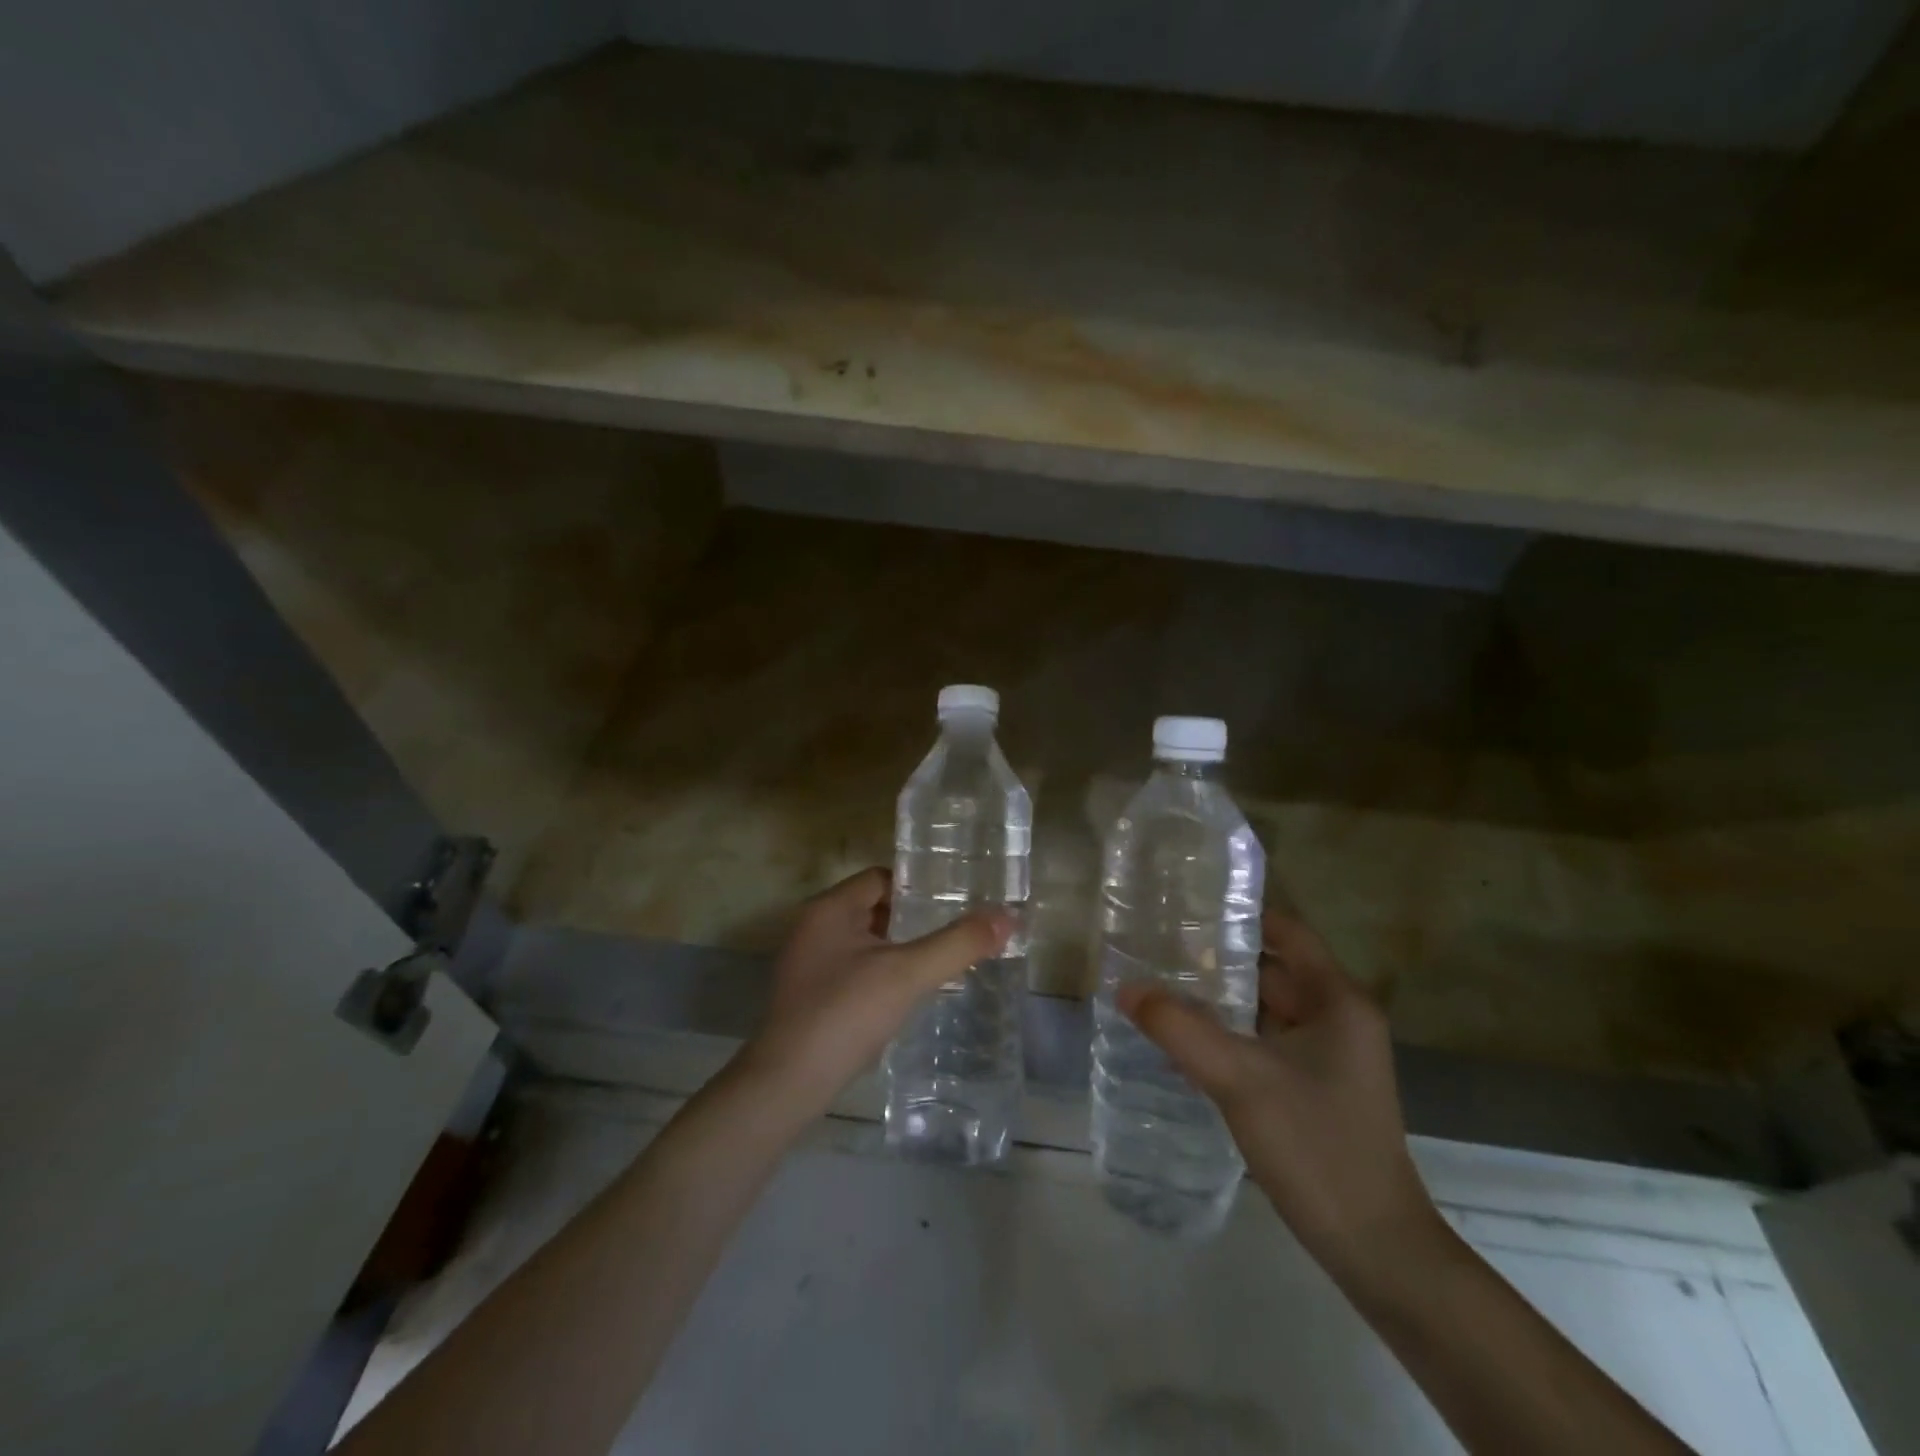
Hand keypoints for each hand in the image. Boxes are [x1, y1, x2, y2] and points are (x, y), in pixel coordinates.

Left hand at [738, 867, 1011, 1116]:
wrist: (788, 1084)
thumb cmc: (846, 1014)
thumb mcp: (908, 974)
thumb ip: (958, 943)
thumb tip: (1007, 917)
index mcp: (830, 909)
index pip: (881, 877)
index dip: (918, 886)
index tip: (954, 902)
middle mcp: (813, 927)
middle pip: (873, 907)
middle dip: (913, 919)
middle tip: (955, 932)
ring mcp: (807, 963)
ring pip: (864, 941)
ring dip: (898, 948)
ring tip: (939, 962)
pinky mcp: (808, 996)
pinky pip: (853, 969)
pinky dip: (880, 973)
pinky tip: (906, 995)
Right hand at [1118, 911, 1441, 1284]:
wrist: (1376, 1249)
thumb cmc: (1316, 1146)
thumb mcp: (1240, 1080)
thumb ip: (1180, 1028)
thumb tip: (1125, 986)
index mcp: (1336, 1000)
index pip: (1285, 932)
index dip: (1239, 913)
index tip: (1185, 904)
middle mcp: (1337, 1018)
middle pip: (1271, 968)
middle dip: (1216, 957)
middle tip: (1156, 945)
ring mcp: (1327, 1056)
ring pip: (1265, 1008)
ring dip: (1218, 998)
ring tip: (1159, 984)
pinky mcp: (1314, 1087)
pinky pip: (1264, 1042)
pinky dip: (1228, 1034)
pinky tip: (1183, 1040)